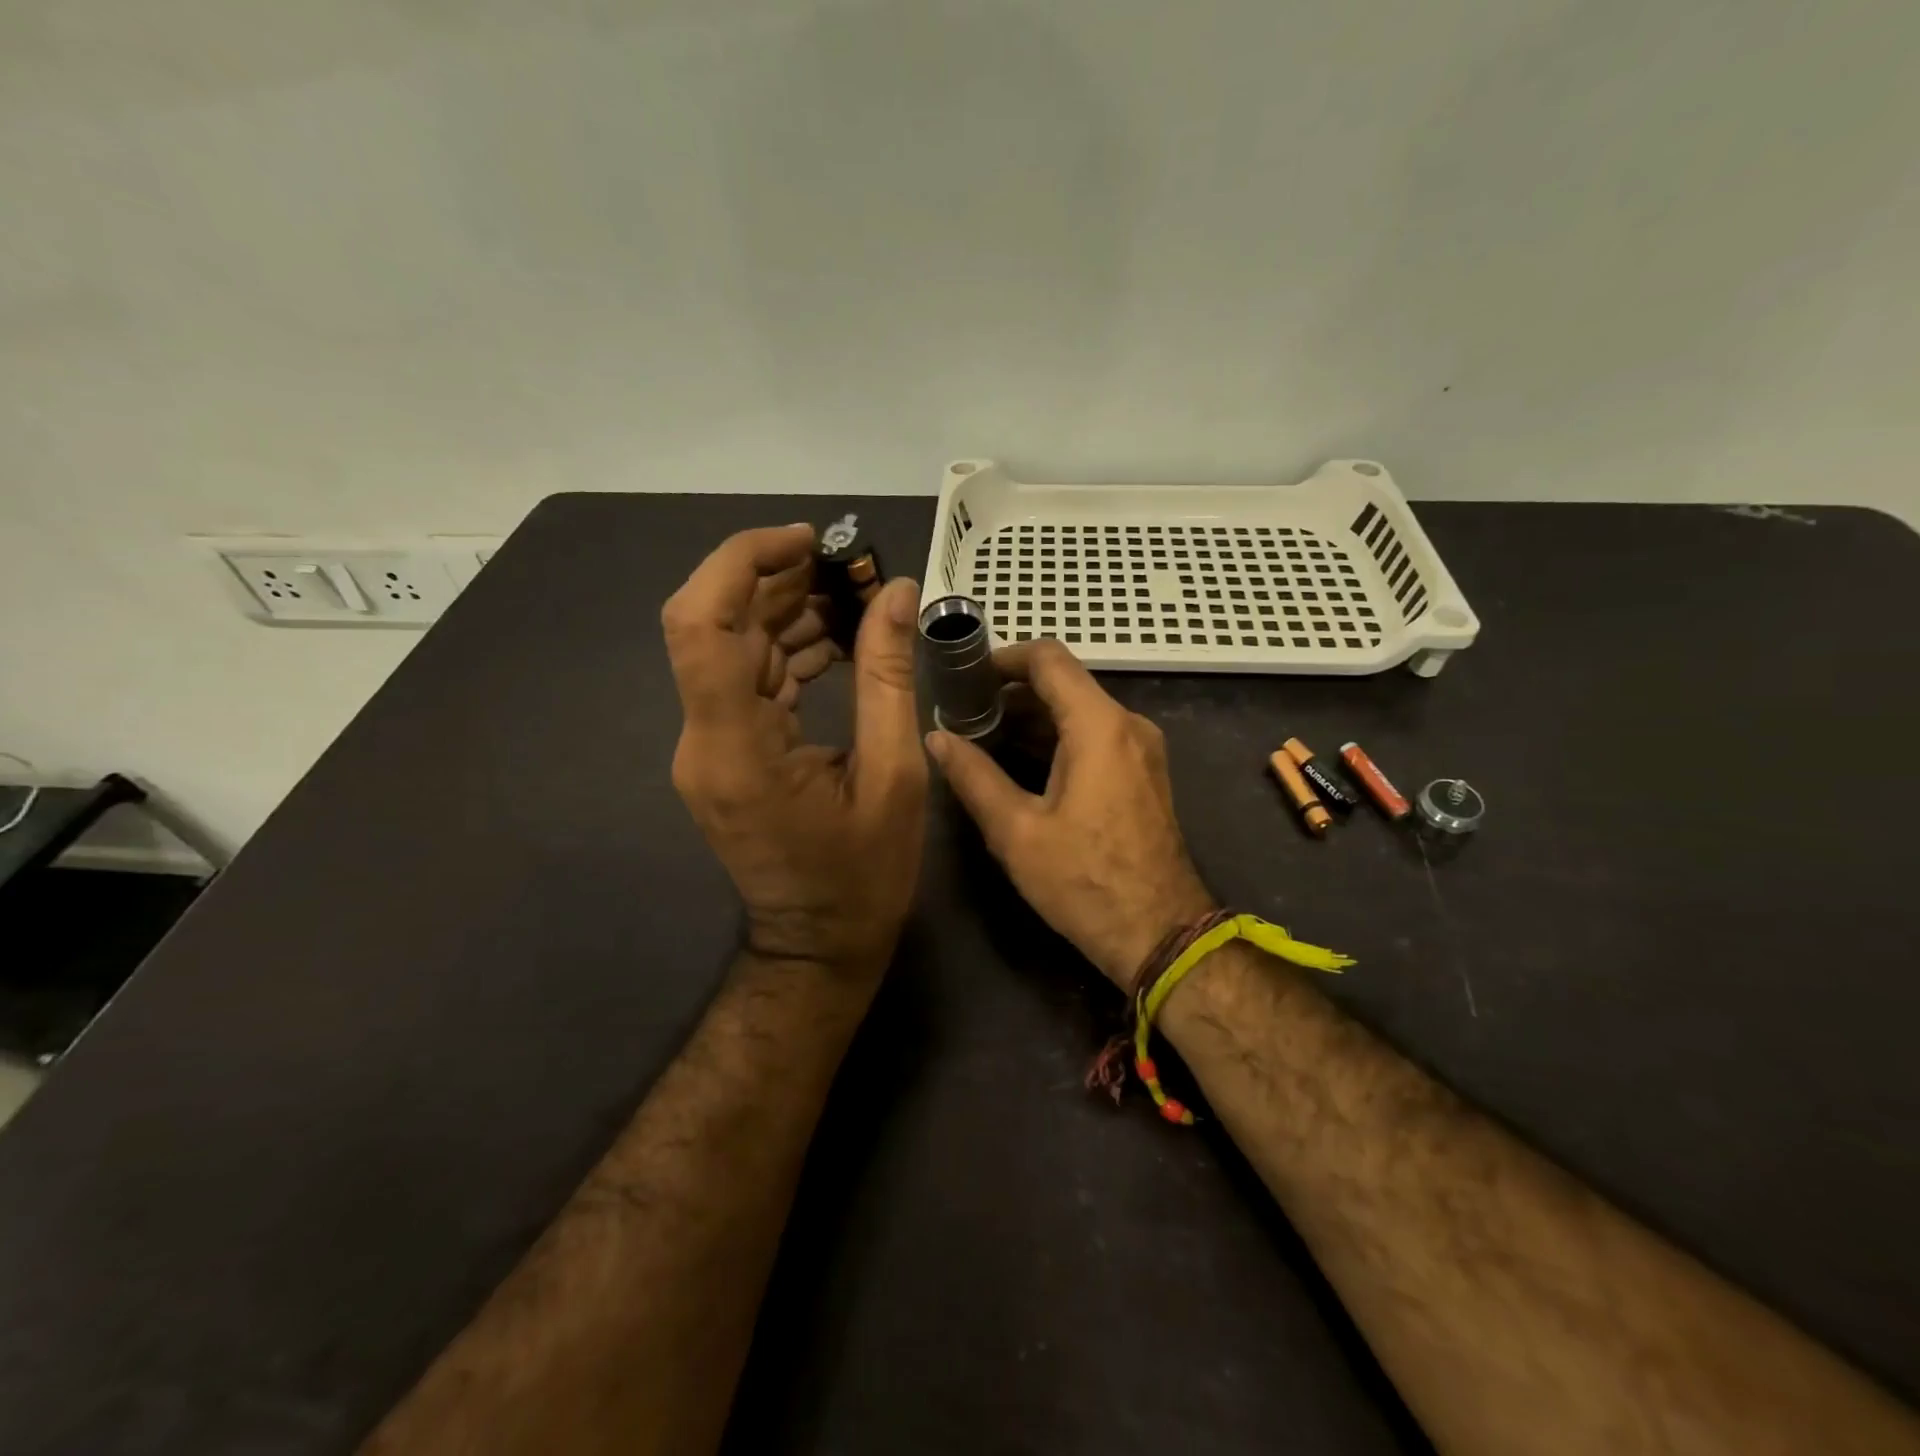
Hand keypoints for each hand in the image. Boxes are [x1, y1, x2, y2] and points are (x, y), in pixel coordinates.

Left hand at [664, 525, 928, 978]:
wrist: (817, 945)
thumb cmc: (862, 876)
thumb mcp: (894, 776)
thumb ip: (890, 677)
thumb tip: (897, 593)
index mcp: (736, 748)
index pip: (701, 624)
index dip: (741, 563)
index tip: (807, 542)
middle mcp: (704, 739)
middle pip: (715, 624)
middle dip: (777, 579)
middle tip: (849, 568)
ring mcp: (708, 747)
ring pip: (731, 647)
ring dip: (785, 611)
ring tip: (853, 598)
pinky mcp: (724, 753)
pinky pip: (746, 681)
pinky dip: (787, 650)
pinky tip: (837, 643)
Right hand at [926, 640, 1215, 986]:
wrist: (1161, 934)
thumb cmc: (1085, 882)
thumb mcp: (1016, 831)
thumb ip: (973, 776)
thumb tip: (936, 737)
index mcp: (1099, 726)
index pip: (1049, 659)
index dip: (1003, 658)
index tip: (965, 677)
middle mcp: (1128, 725)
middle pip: (1064, 683)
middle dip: (1012, 692)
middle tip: (963, 714)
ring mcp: (1141, 749)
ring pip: (1080, 711)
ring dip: (1033, 718)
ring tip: (982, 739)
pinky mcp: (1144, 774)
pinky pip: (1096, 737)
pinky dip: (1058, 739)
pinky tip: (1021, 763)